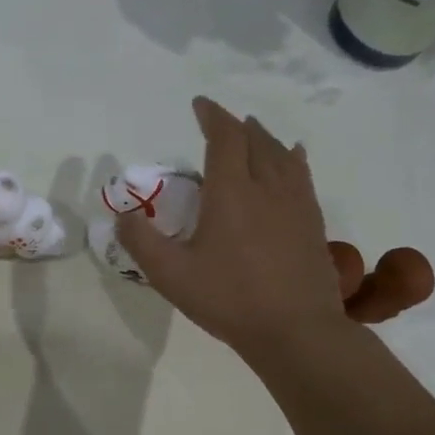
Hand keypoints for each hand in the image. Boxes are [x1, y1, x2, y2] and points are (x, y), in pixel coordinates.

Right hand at [117, 98, 433, 350]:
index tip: (201, 104)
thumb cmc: (228, 299)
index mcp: (231, 193)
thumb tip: (122, 216)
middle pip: (256, 141)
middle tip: (222, 121)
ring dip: (265, 138)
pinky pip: (303, 176)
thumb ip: (141, 242)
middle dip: (237, 126)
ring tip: (255, 132)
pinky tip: (295, 160)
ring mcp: (296, 204)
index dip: (212, 116)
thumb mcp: (171, 274)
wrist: (295, 330)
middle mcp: (267, 187)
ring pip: (282, 155)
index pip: (224, 139)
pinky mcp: (312, 223)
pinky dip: (293, 159)